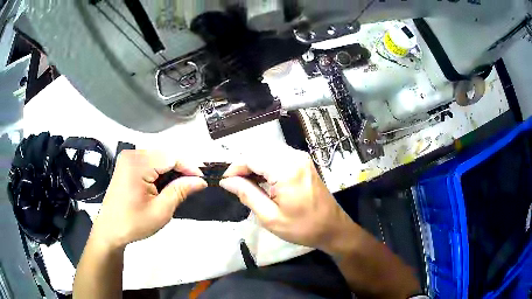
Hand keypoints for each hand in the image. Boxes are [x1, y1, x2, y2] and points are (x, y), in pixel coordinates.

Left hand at [92, 150, 206, 248]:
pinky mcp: (126, 165)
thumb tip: (200, 181)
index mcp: (137, 164)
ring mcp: (127, 159)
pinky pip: (149, 162)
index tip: (202, 181)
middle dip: (180, 169)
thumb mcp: (161, 211)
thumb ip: (180, 191)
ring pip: (158, 158)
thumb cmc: (133, 223)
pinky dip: (160, 172)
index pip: (171, 157)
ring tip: (180, 187)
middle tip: (193, 186)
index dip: (189, 167)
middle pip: (164, 155)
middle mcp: (131, 155)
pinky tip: (164, 185)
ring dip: (170, 171)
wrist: (110, 230)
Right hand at [220, 146, 353, 252]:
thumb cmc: (302, 227)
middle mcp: (294, 156)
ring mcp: (301, 157)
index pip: (251, 157)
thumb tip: (227, 181)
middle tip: (235, 185)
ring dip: (254, 164)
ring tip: (246, 184)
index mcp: (286, 169)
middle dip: (243, 165)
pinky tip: (262, 180)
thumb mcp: (270, 217)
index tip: (225, 182)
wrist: (332, 228)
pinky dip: (265, 164)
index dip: (235, 167)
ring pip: (267, 151)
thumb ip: (247, 194)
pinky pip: (278, 156)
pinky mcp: (303, 161)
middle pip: (259, 150)